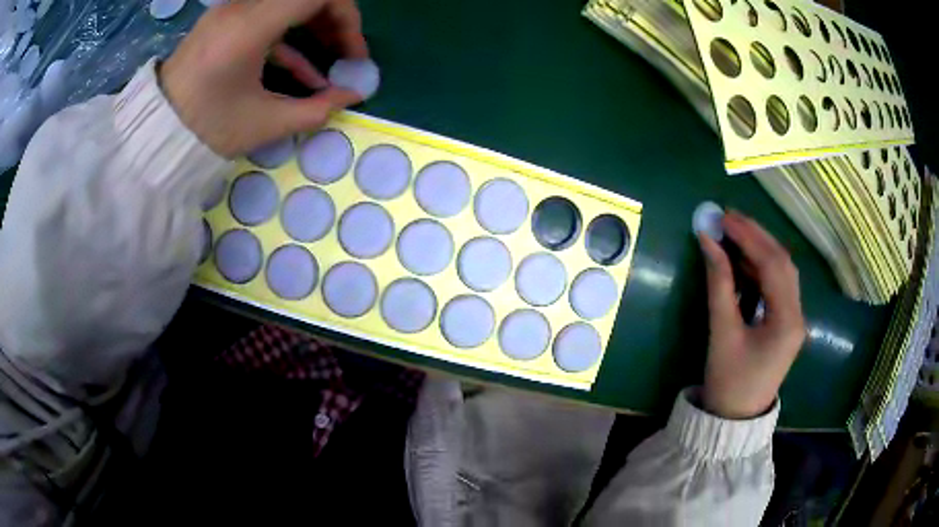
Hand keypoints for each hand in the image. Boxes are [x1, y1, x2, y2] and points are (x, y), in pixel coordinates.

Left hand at [161, 0, 367, 156]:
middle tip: (346, 55)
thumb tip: (353, 95)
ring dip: (314, 29)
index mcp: (250, 26)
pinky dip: (288, 38)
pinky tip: (299, 70)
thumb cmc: (204, 129)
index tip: (351, 51)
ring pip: (288, 5)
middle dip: (335, 22)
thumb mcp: (263, 124)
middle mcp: (241, 8)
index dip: (346, 16)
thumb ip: (315, 109)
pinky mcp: (225, 22)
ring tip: (327, 62)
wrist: (154, 131)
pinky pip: (267, 18)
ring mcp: (231, 12)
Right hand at [698, 211, 805, 419]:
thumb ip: (719, 283)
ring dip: (760, 248)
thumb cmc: (728, 381)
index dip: (748, 236)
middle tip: (728, 217)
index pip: (772, 264)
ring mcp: (795, 318)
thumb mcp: (722, 332)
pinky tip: (743, 259)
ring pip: (782, 271)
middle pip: (782, 262)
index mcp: (787, 320)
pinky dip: (761, 267)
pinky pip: (777, 285)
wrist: (735, 419)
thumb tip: (708, 241)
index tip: (723, 217)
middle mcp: (798, 314)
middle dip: (756, 235)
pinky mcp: (786, 322)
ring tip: (734, 232)